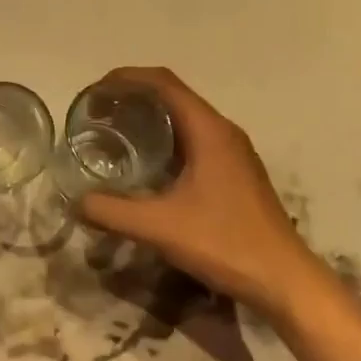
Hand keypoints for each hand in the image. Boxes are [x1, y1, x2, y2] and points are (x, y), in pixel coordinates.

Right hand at [78, 67, 331, 317]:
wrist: (286, 281)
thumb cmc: (225, 244)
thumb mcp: (160, 228)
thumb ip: (112, 212)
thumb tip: (75, 202)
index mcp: (209, 130)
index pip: (163, 82)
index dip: (126, 78)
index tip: (95, 92)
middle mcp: (223, 131)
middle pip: (173, 95)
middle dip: (133, 96)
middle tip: (98, 114)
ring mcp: (233, 152)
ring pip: (185, 117)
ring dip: (150, 117)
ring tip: (115, 132)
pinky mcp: (236, 172)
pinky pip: (194, 138)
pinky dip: (165, 138)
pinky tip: (146, 164)